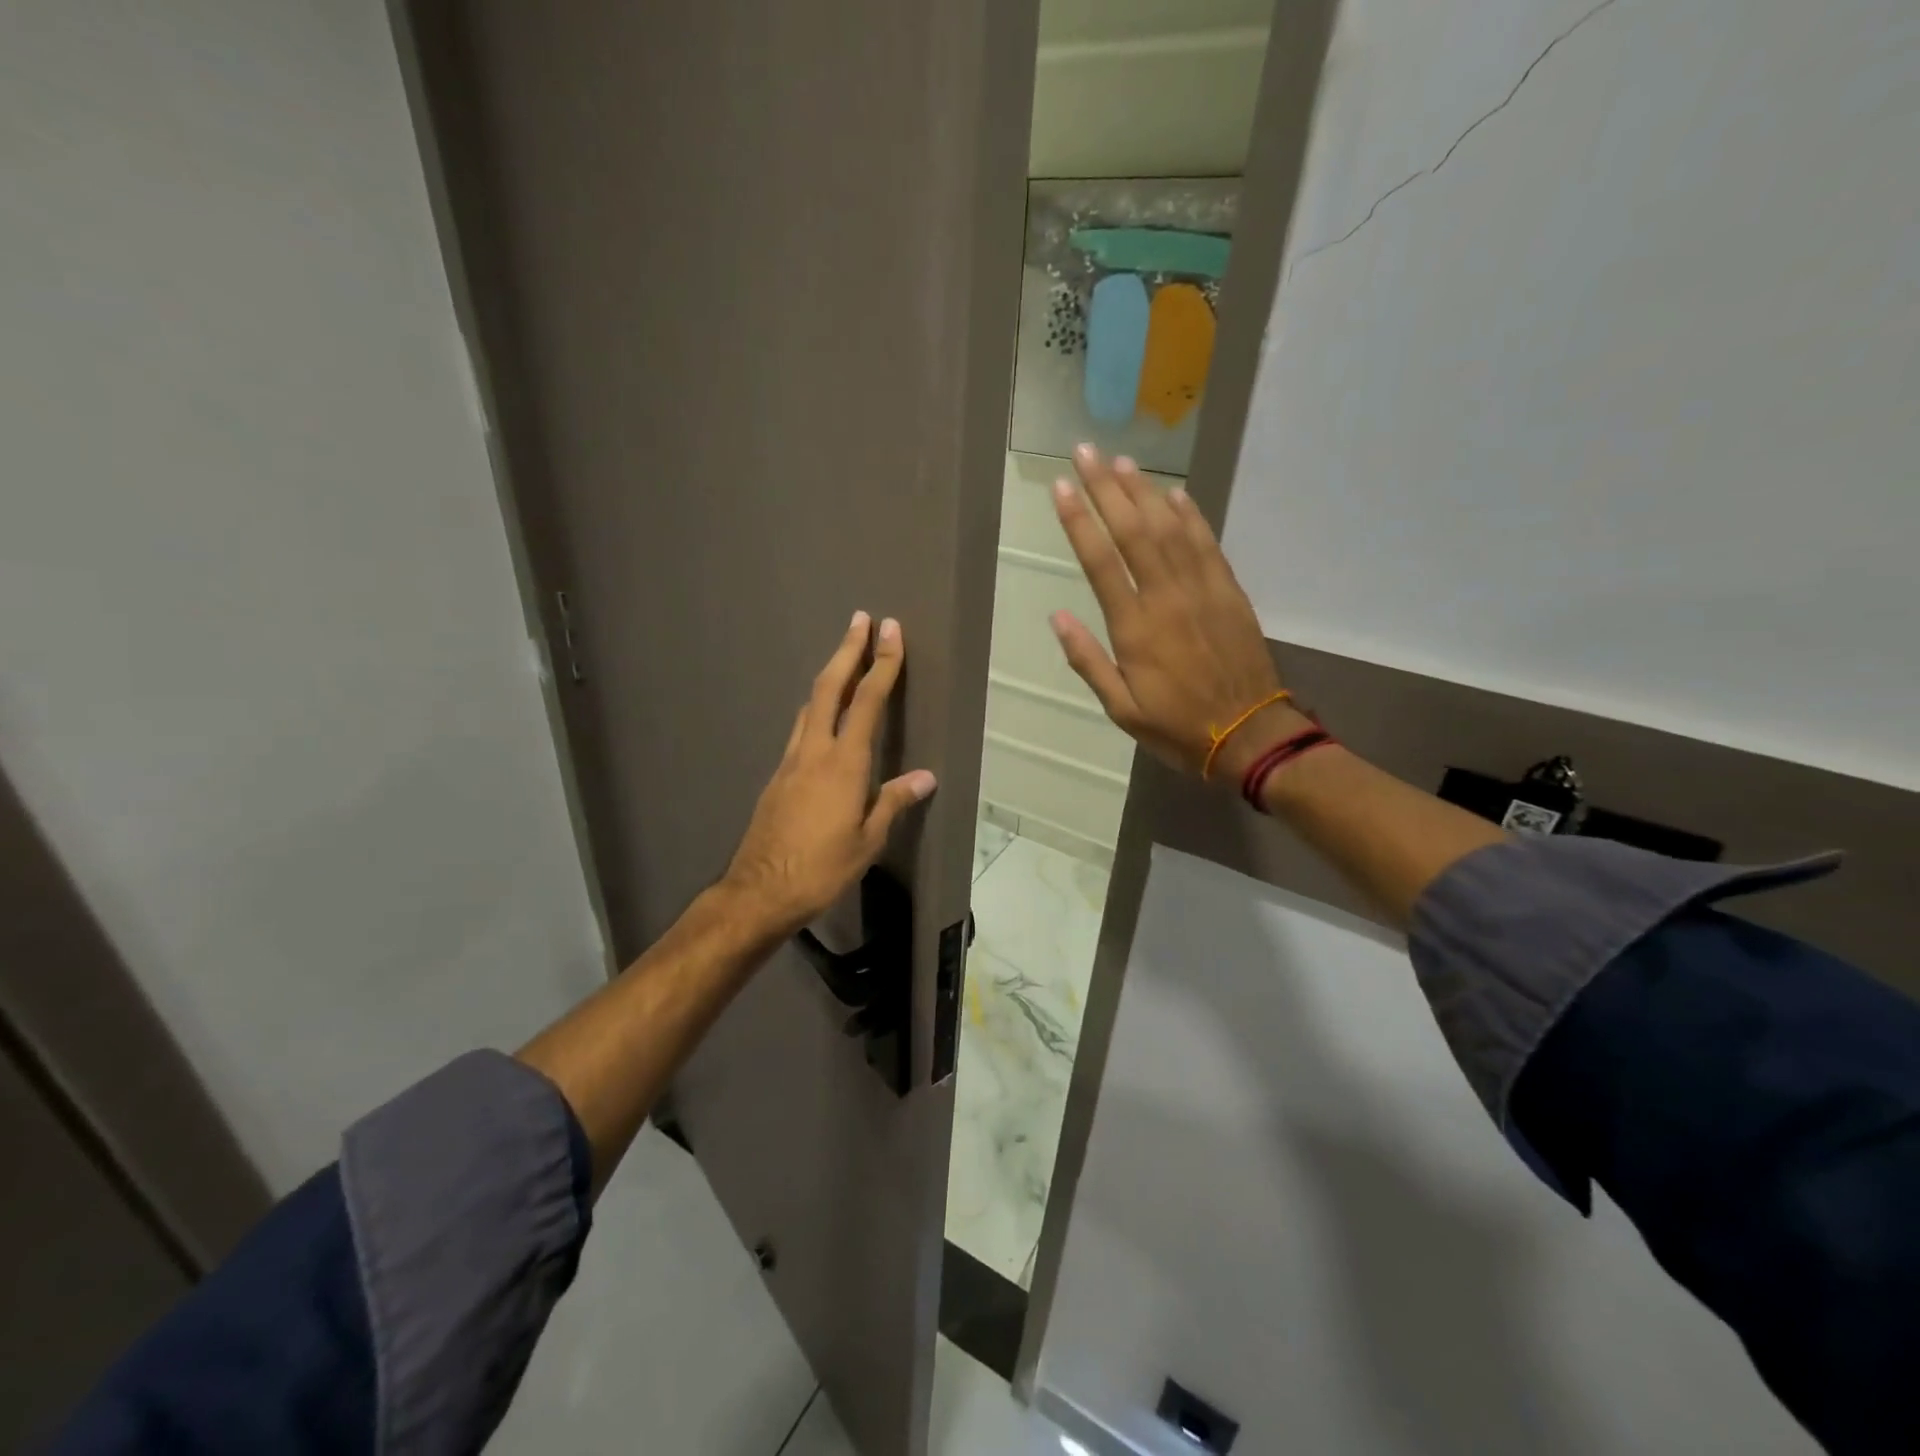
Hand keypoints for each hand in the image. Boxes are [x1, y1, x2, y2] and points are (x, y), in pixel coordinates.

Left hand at [721, 612, 936, 938]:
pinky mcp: (778, 777)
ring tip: (844, 660)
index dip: (882, 664)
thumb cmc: (822, 868)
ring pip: (810, 706)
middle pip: (830, 688)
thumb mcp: (868, 839)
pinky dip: (816, 709)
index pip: (868, 702)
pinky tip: (822, 718)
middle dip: (847, 651)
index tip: (890, 631)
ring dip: (830, 677)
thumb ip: (894, 801)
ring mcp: (790, 761)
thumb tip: (926, 776)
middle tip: (860, 620)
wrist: (760, 891)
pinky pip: (800, 730)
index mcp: (844, 763)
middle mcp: (814, 751)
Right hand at [1050, 445, 1307, 782]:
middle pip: (1133, 531)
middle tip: (1085, 451)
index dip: (1078, 521)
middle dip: (1106, 488)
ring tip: (1121, 462)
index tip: (1061, 488)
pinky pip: (1207, 543)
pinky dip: (1190, 514)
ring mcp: (1202, 590)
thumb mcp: (1121, 708)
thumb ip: (1089, 661)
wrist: (1250, 735)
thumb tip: (1057, 617)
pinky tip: (1174, 494)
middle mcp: (1167, 597)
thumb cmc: (1177, 726)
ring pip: (1170, 527)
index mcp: (1135, 628)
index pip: (1100, 562)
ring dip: (1144, 491)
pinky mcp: (1229, 592)